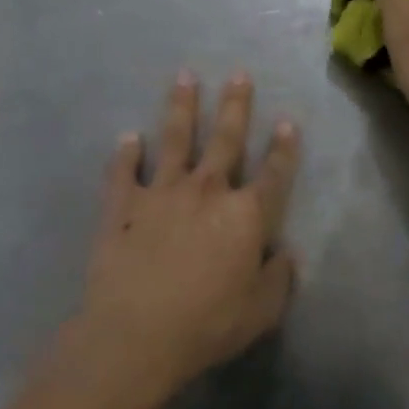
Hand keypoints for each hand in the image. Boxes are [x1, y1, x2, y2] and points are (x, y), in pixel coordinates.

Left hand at [67, 72, 300, 404]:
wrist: (136, 335)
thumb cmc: (207, 325)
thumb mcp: (261, 311)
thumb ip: (279, 279)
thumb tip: (285, 254)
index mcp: (246, 216)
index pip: (273, 174)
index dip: (283, 149)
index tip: (286, 122)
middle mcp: (206, 192)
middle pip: (225, 140)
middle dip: (234, 105)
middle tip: (238, 74)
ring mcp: (161, 193)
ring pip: (174, 140)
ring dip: (181, 107)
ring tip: (184, 77)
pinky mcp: (122, 205)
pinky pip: (124, 171)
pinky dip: (126, 153)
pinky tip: (129, 138)